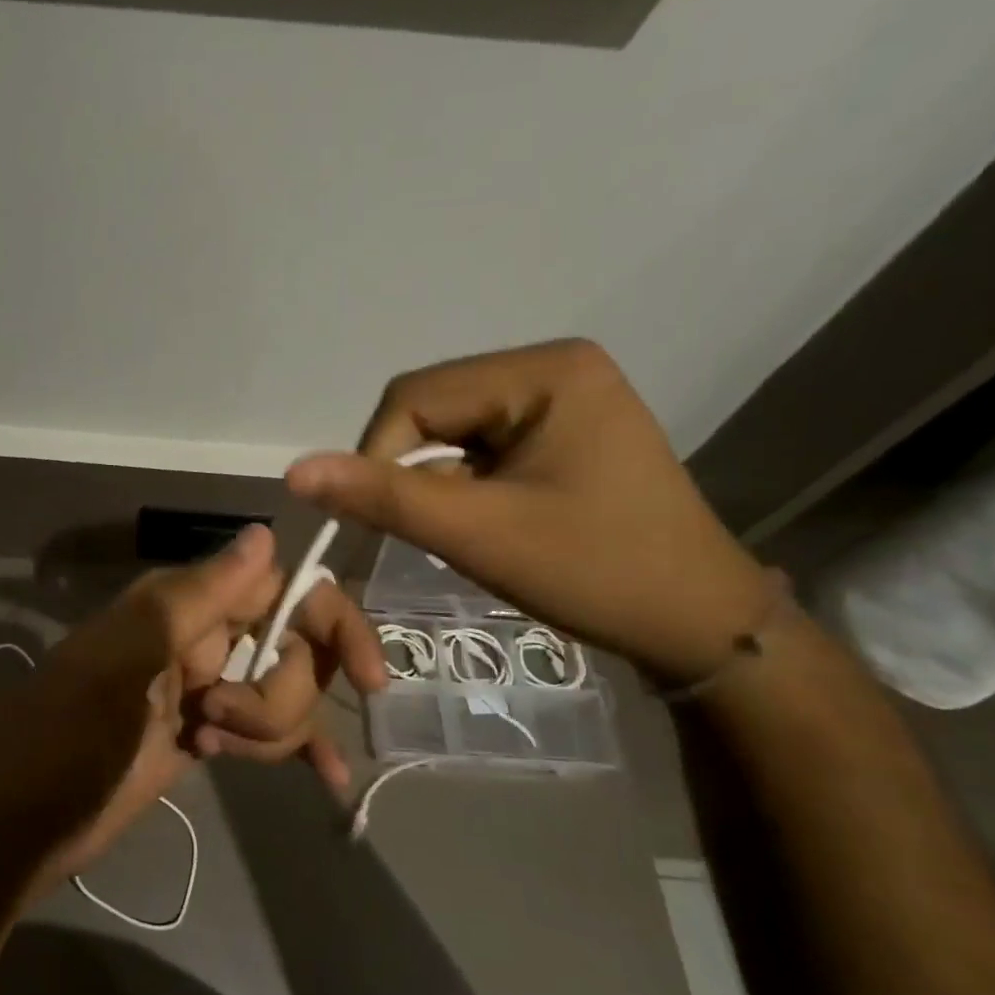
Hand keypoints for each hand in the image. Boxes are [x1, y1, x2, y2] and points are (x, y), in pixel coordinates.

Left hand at [0, 525, 382, 895]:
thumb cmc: (68, 735)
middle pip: (291, 653)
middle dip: (277, 697)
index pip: (281, 593)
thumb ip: (198, 596)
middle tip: (219, 720)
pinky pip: (268, 734)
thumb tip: (264, 533)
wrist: (19, 824)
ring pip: (283, 697)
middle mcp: (200, 638)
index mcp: (183, 605)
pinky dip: (298, 751)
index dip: (331, 625)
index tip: (369, 677)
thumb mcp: (127, 658)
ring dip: (270, 730)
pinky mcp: (205, 735)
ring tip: (206, 746)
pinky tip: (333, 780)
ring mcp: (204, 690)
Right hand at [286, 340, 771, 684]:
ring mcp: (563, 397)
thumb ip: (382, 497)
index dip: (378, 456)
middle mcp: (554, 367)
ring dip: (438, 481)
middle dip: (415, 471)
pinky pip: (482, 445)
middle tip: (432, 531)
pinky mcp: (564, 429)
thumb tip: (295, 471)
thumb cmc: (595, 573)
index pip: (416, 396)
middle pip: (434, 407)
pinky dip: (464, 484)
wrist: (699, 627)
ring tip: (468, 531)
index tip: (379, 521)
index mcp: (544, 371)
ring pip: (452, 429)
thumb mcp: (478, 534)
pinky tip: (488, 521)